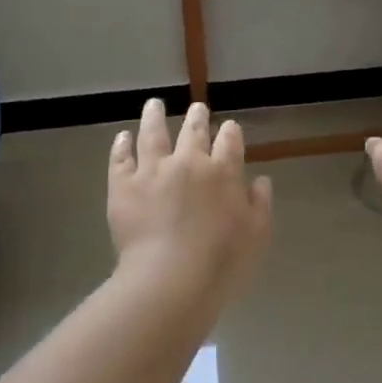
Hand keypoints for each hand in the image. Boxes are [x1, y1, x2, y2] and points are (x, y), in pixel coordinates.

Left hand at [108, 98, 273, 302]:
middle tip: (196, 108)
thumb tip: (260, 181)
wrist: (170, 278)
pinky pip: (121, 158)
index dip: (230, 132)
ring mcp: (152, 171)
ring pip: (153, 134)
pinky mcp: (123, 186)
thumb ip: (260, 204)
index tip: (229, 127)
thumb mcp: (257, 235)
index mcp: (223, 172)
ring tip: (154, 104)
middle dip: (196, 118)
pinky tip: (122, 136)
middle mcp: (188, 162)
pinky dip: (122, 145)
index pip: (229, 141)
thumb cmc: (221, 262)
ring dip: (154, 117)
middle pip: (193, 132)